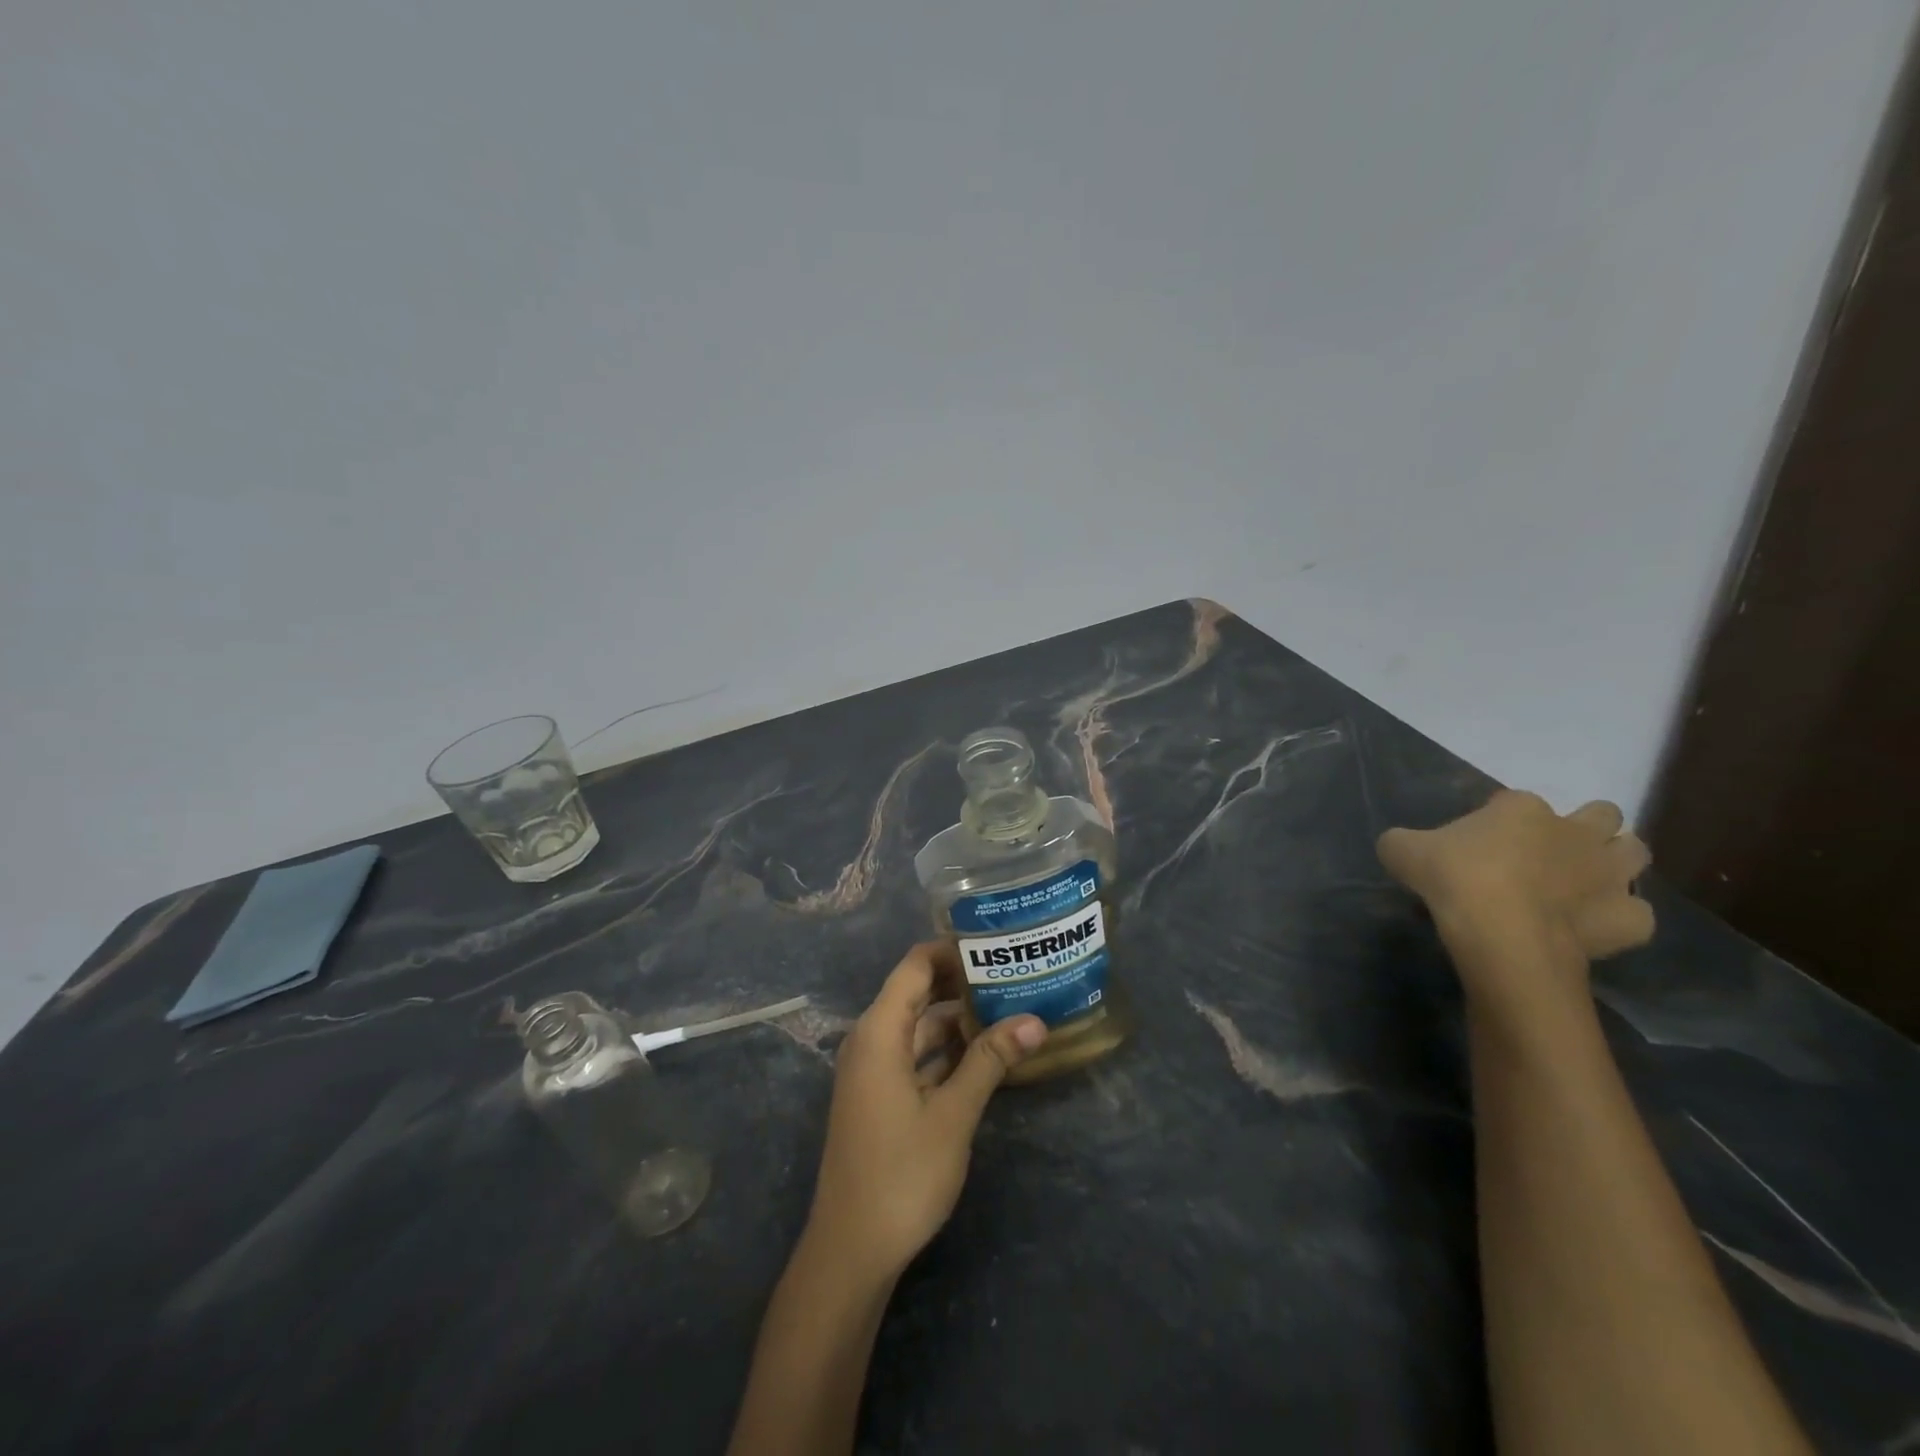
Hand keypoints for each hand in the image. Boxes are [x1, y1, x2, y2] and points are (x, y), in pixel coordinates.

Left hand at [804, 942, 1046, 1285]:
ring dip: (958, 1018)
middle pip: (917, 992)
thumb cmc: (901, 1174)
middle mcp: (871, 1040)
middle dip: (962, 982)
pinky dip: (946, 1049)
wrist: (851, 1250)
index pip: (915, 966)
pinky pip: (915, 1055)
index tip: (995, 943)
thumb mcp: (953, 1114)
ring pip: (919, 1026)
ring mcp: (873, 1070)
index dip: (951, 950)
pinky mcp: (880, 1096)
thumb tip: (1035, 1020)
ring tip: (1009, 1006)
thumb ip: (990, 1061)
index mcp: (879, 1031)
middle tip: (1013, 972)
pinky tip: (985, 1052)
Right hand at [1378, 790, 1653, 1003]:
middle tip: (1549, 854)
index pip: (1516, 801)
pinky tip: (1593, 927)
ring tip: (1582, 884)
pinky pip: (1637, 914)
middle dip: (1585, 828)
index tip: (1481, 843)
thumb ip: (1402, 842)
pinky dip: (1620, 918)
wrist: (1501, 933)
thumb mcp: (1401, 851)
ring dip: (1615, 863)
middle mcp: (1575, 831)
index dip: (1501, 819)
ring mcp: (1609, 874)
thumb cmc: (1454, 880)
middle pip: (1601, 814)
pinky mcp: (1628, 918)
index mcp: (1521, 808)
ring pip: (1635, 852)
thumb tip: (1399, 846)